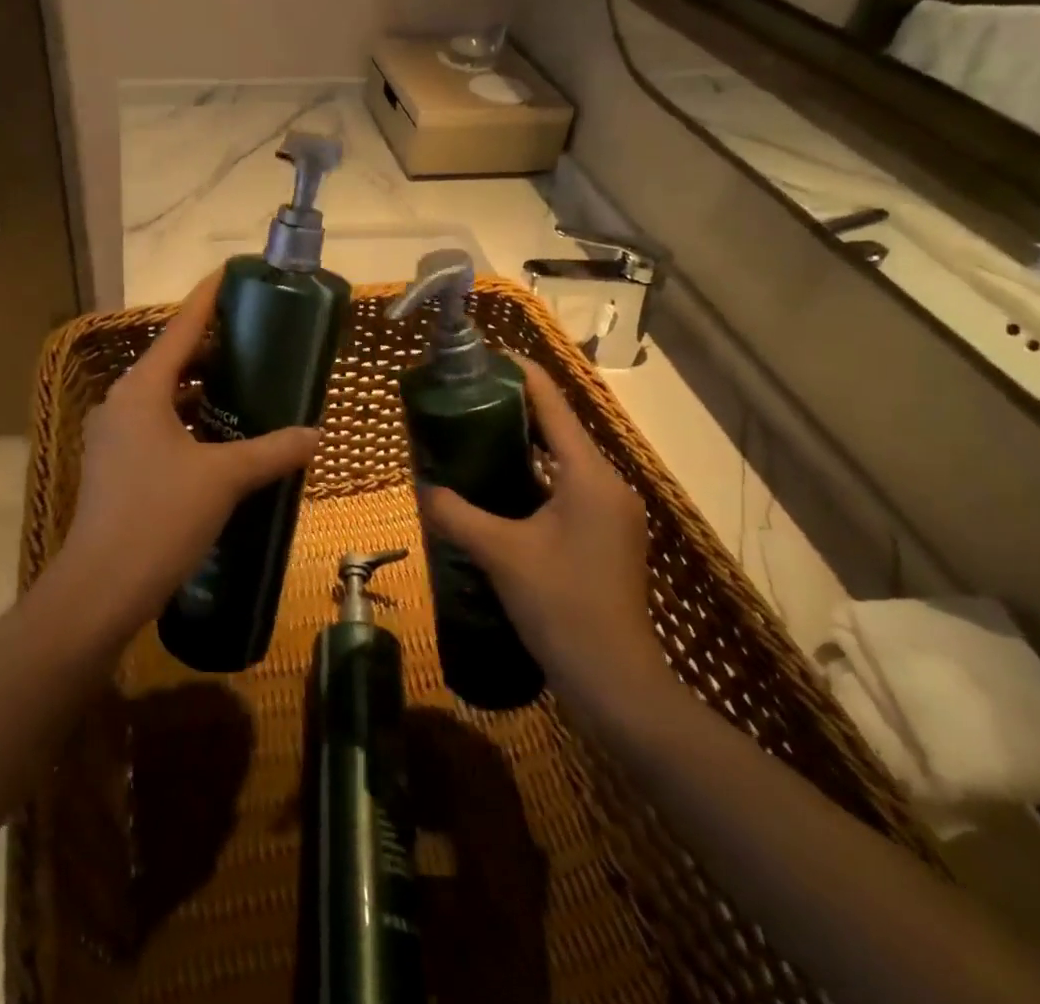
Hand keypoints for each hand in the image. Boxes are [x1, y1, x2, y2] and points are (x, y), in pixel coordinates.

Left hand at [50, 268, 320, 637]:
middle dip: (212, 349)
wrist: (101, 588)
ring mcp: (114, 437)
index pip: (181, 327)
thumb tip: (315, 435)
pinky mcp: (115, 467)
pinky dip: (188, 423)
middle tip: (257, 341)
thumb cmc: (160, 517)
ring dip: (201, 391)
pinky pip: (157, 427)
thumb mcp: (224, 479)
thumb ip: (272, 451)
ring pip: (164, 398)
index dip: (207, 298)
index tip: (231, 273)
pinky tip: (220, 441)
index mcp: (142, 389)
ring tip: (246, 388)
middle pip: (172, 361)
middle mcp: (122, 403)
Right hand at [418, 355, 668, 711]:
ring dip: (523, 446)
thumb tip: (422, 486)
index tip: (483, 356)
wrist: (617, 684)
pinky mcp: (607, 536)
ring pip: (562, 462)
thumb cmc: (562, 606)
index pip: (553, 404)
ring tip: (473, 434)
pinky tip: (498, 487)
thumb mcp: (501, 555)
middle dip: (514, 409)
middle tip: (464, 398)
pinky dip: (534, 479)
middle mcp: (608, 483)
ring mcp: (611, 512)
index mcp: (590, 475)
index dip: (520, 374)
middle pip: (559, 428)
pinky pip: (566, 489)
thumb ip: (457, 514)